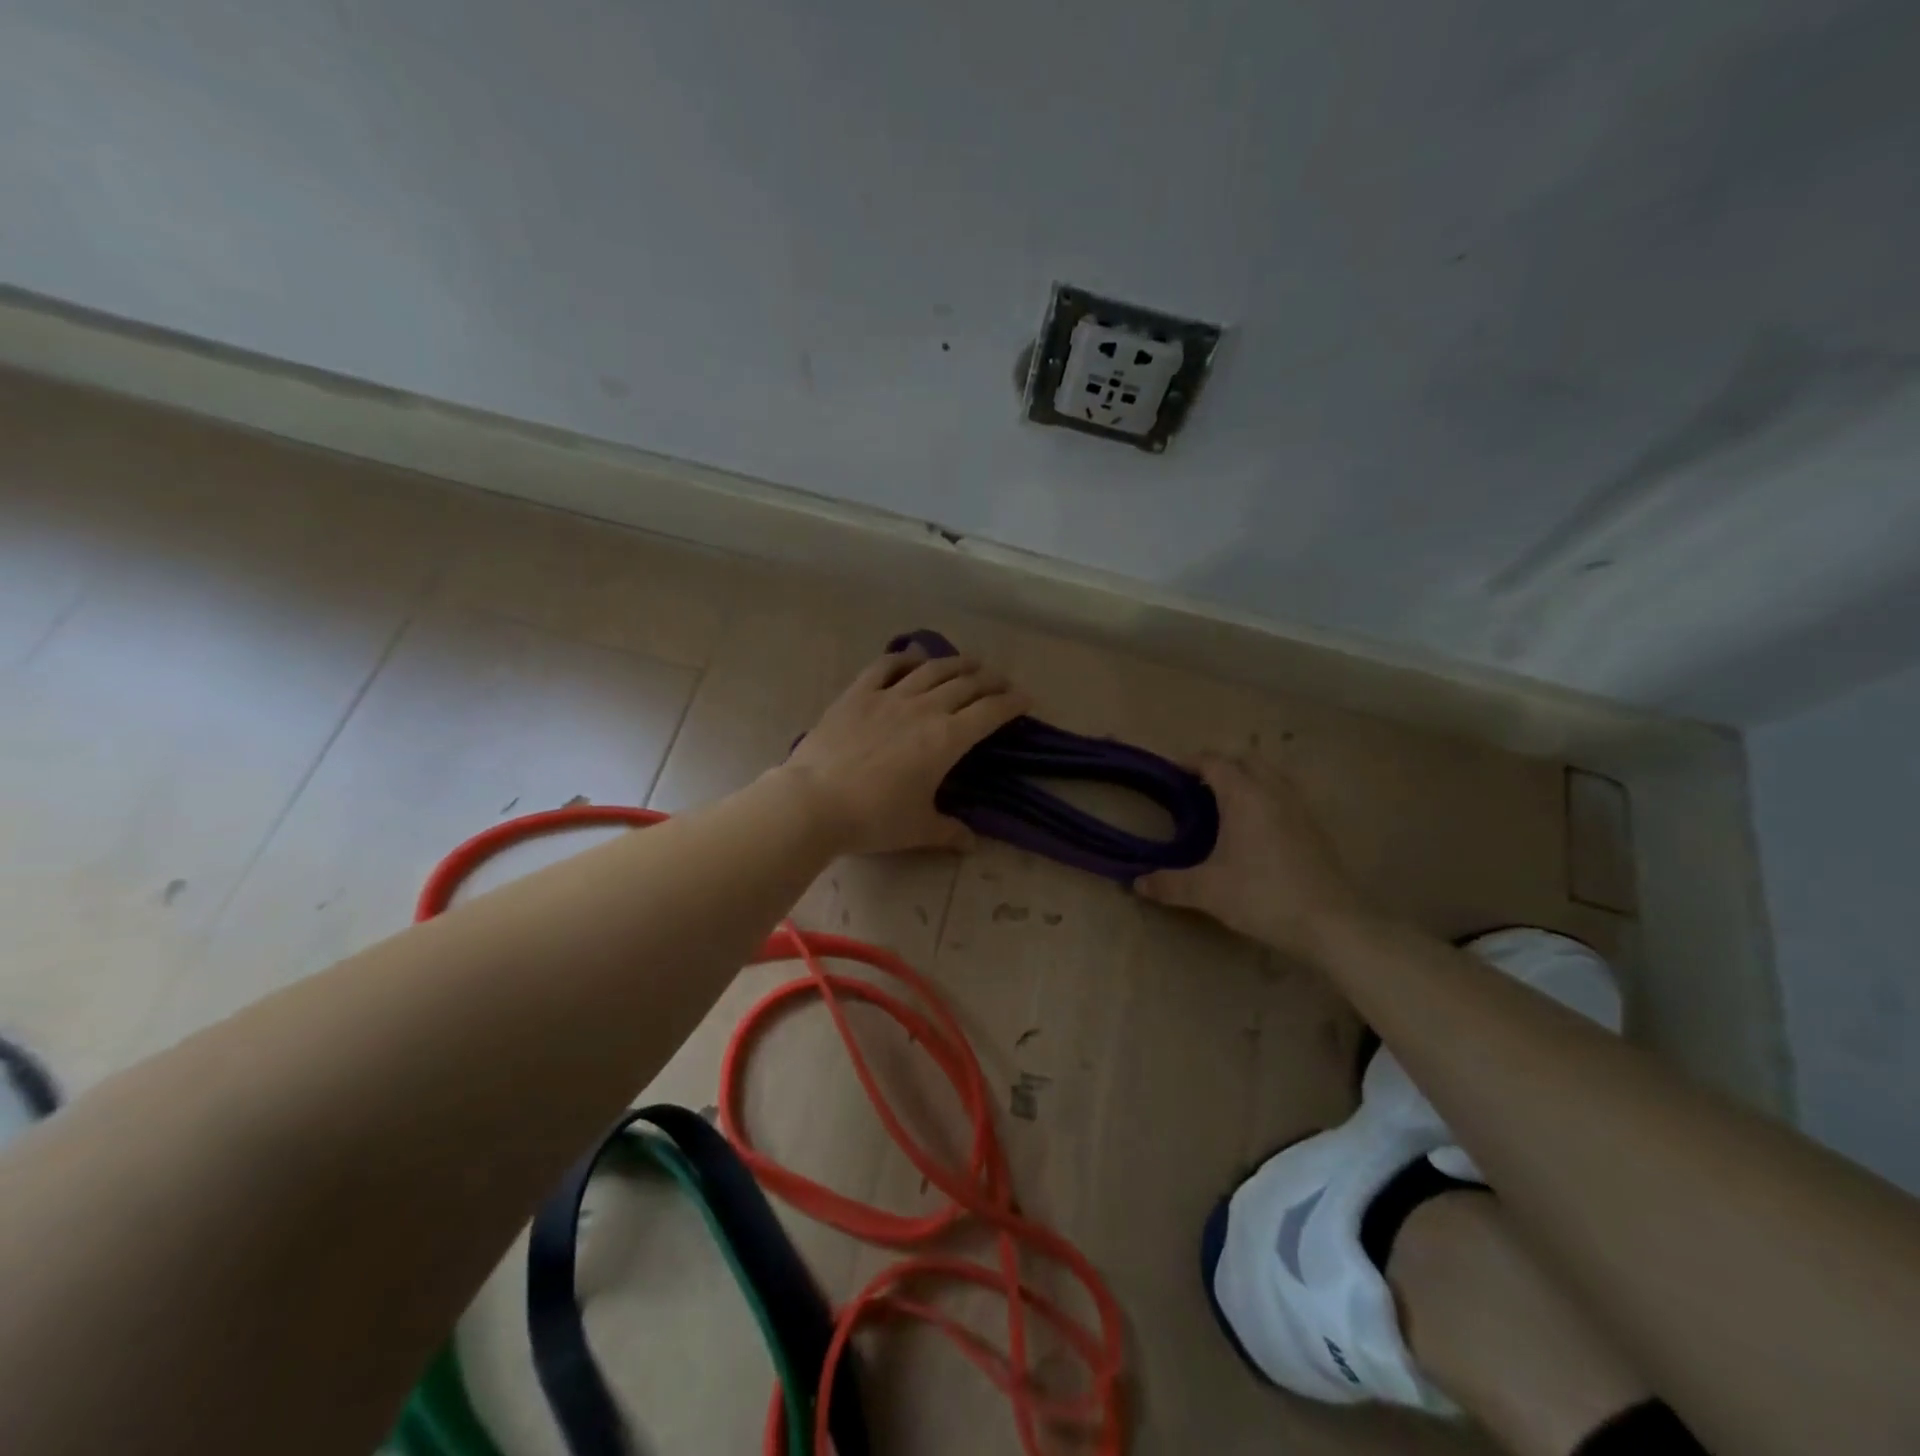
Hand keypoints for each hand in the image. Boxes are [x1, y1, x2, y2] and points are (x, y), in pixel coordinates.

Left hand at [779, 645, 1028, 854]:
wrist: (814, 802)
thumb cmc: (873, 818)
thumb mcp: (918, 829)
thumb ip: (949, 832)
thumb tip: (970, 843)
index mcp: (946, 739)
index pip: (990, 712)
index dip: (1012, 702)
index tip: (1026, 698)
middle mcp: (924, 708)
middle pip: (966, 684)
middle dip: (990, 680)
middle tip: (1001, 682)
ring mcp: (889, 696)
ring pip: (931, 669)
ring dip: (956, 663)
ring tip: (969, 663)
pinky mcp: (857, 694)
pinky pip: (885, 666)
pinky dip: (905, 659)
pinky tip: (913, 660)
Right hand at [1135, 753, 1372, 957]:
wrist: (1331, 924)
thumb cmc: (1263, 897)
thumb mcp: (1207, 891)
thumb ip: (1169, 883)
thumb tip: (1137, 883)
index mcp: (1245, 796)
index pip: (1215, 762)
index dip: (1191, 762)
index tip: (1172, 771)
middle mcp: (1274, 792)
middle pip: (1247, 760)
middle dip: (1222, 766)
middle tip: (1198, 787)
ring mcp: (1300, 809)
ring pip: (1271, 776)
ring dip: (1248, 780)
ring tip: (1226, 806)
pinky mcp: (1316, 829)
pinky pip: (1286, 797)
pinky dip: (1266, 800)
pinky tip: (1256, 831)